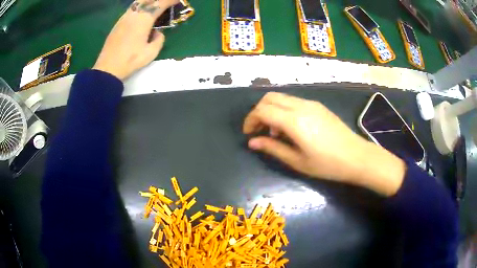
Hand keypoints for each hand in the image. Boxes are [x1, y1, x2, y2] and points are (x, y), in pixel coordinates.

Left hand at [93, 0, 178, 79]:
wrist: (108, 68)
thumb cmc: (130, 61)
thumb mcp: (151, 53)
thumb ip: (159, 39)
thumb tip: (158, 32)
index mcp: (144, 19)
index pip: (160, 3)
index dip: (170, 0)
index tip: (177, 0)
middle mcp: (134, 14)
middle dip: (158, 0)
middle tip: (165, 3)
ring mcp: (124, 18)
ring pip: (138, 2)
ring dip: (148, 2)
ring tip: (154, 6)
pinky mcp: (117, 23)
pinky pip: (131, 9)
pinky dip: (139, 7)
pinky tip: (141, 14)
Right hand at [243, 92, 406, 195]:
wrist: (357, 157)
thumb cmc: (327, 164)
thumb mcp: (297, 161)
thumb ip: (273, 148)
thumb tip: (252, 142)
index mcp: (294, 121)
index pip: (262, 110)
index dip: (250, 120)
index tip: (249, 134)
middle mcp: (301, 106)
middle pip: (269, 97)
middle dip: (258, 111)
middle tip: (259, 131)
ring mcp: (311, 103)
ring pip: (281, 97)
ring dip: (271, 110)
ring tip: (275, 132)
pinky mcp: (318, 106)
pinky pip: (293, 101)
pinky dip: (283, 110)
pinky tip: (290, 128)